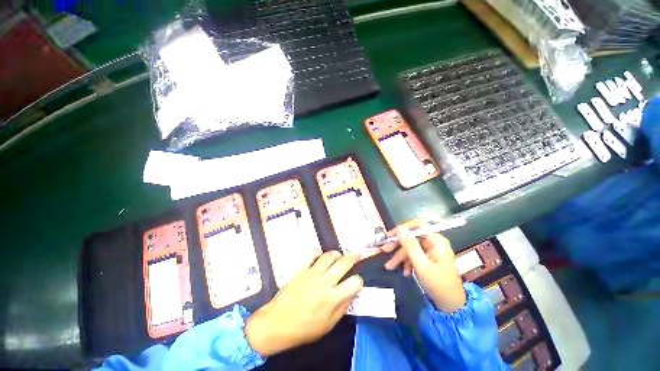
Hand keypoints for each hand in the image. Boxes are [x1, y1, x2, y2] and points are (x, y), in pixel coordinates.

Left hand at [245, 251, 362, 356]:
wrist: (277, 323)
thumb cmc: (304, 329)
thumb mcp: (328, 326)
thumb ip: (342, 308)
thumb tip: (352, 294)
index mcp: (332, 298)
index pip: (354, 282)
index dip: (358, 281)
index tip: (356, 282)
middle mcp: (324, 282)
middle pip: (343, 263)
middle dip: (353, 257)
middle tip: (357, 254)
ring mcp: (311, 273)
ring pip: (328, 256)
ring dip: (336, 254)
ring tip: (339, 255)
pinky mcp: (301, 269)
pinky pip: (311, 255)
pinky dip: (318, 254)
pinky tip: (320, 257)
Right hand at [381, 220, 465, 311]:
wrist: (451, 305)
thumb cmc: (438, 284)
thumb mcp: (421, 265)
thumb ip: (410, 246)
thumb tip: (400, 229)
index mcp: (436, 240)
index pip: (417, 225)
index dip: (403, 228)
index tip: (390, 235)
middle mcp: (433, 242)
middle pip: (412, 237)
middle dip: (398, 245)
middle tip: (385, 250)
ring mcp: (431, 251)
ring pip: (411, 247)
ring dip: (400, 256)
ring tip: (389, 266)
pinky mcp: (428, 258)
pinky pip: (414, 255)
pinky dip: (407, 262)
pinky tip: (405, 272)